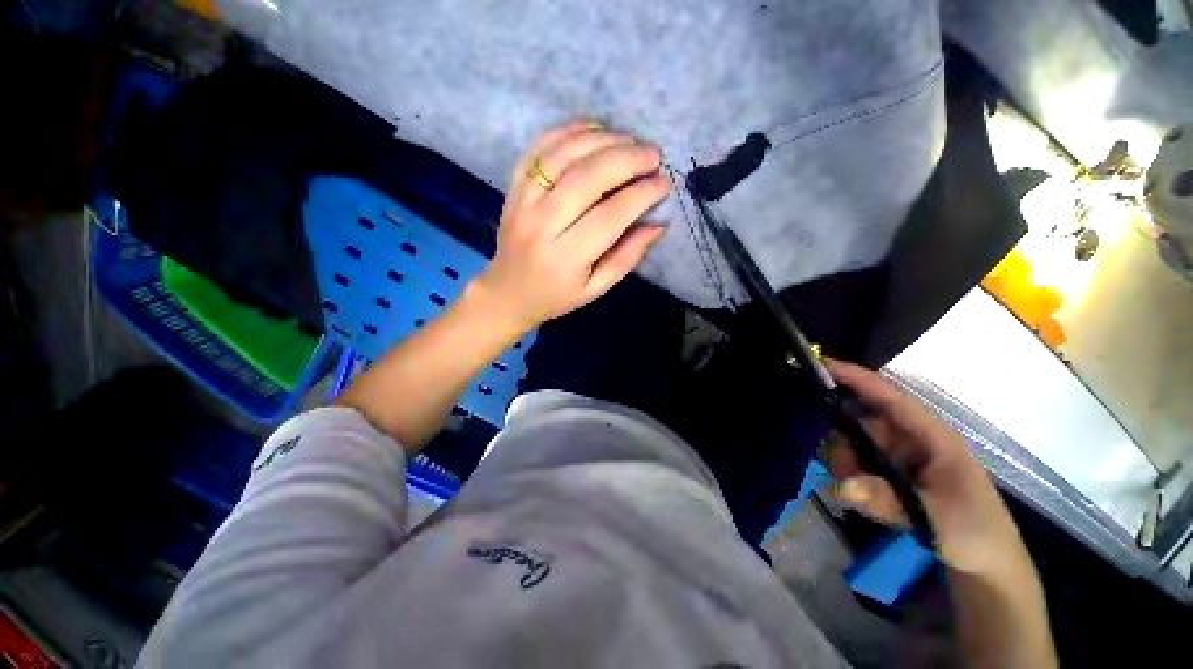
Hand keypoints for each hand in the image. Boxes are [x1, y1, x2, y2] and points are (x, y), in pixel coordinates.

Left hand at [471, 121, 669, 332]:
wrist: (507, 292)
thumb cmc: (556, 296)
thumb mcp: (596, 288)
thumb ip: (627, 256)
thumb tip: (658, 224)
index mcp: (566, 257)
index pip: (610, 215)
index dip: (641, 195)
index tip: (664, 183)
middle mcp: (542, 225)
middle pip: (587, 178)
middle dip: (626, 159)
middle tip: (652, 155)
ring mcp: (523, 201)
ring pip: (563, 155)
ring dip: (601, 139)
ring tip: (629, 140)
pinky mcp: (513, 188)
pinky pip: (539, 149)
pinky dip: (567, 131)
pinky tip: (593, 129)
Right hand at [825, 359, 1024, 575]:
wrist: (988, 564)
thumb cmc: (974, 531)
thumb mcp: (935, 517)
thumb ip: (888, 499)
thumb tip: (843, 485)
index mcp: (931, 436)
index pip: (889, 398)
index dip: (857, 378)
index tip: (821, 365)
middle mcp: (910, 440)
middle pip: (861, 421)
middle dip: (839, 437)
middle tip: (834, 464)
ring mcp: (898, 457)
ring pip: (854, 444)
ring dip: (844, 464)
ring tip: (849, 492)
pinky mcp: (890, 474)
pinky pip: (857, 465)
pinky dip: (848, 478)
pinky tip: (855, 497)